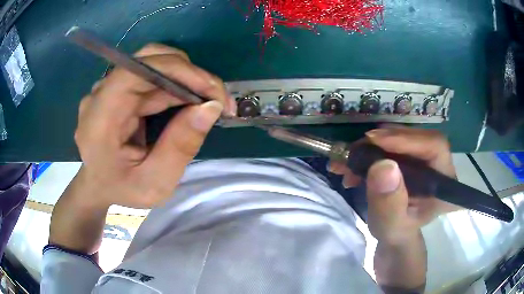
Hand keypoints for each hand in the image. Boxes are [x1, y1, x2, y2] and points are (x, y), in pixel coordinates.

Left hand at [73, 44, 235, 208]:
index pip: (136, 72)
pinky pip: (151, 79)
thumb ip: (179, 148)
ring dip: (186, 81)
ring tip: (208, 103)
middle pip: (148, 62)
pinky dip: (175, 87)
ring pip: (153, 67)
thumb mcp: (154, 184)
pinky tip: (189, 103)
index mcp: (100, 118)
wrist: (97, 188)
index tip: (212, 91)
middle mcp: (100, 94)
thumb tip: (211, 107)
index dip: (176, 70)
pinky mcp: (118, 91)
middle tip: (218, 100)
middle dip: (190, 76)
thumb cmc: (121, 191)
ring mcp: (108, 90)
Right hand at [328, 126, 457, 243]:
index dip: (407, 139)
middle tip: (355, 151)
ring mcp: (425, 157)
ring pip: (402, 136)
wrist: (394, 231)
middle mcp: (439, 164)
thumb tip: (384, 166)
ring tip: (349, 161)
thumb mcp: (390, 226)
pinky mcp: (411, 155)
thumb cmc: (396, 232)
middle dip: (383, 141)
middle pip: (416, 136)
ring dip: (372, 145)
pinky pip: (392, 142)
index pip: (435, 146)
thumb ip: (389, 203)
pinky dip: (370, 149)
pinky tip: (353, 163)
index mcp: (444, 183)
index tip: (375, 140)